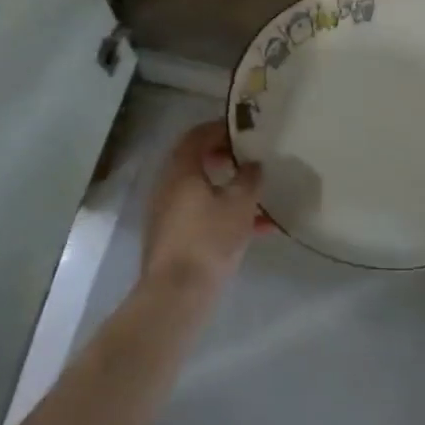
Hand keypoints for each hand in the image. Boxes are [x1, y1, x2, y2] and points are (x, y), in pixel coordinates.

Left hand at [140, 120, 265, 297]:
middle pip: (196, 162)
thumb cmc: (208, 240)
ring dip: (227, 190)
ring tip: (258, 198)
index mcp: (181, 170)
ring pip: (200, 191)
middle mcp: (167, 186)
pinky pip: (200, 215)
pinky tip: (254, 230)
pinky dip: (222, 214)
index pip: (197, 136)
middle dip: (224, 159)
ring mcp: (166, 214)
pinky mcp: (170, 238)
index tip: (243, 131)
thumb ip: (249, 179)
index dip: (220, 129)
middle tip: (248, 160)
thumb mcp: (239, 205)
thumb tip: (253, 164)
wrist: (176, 295)